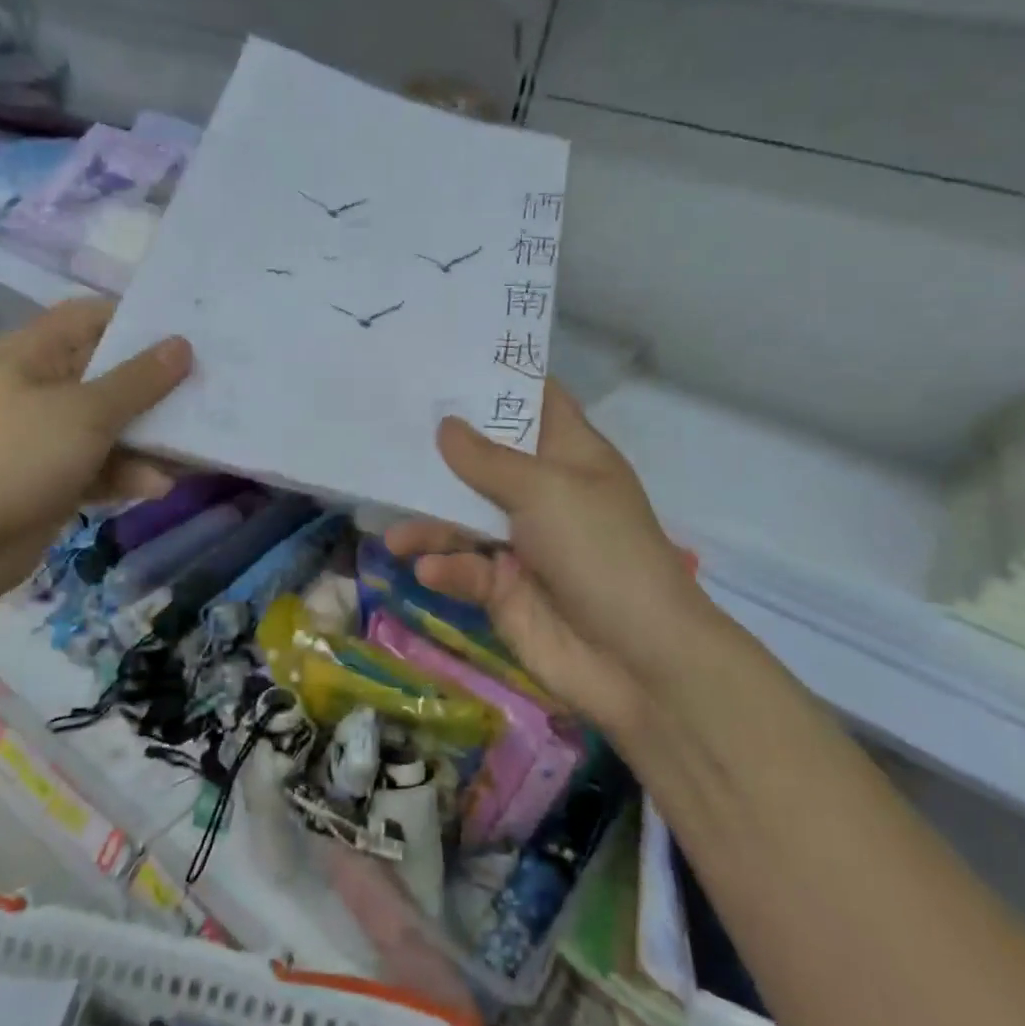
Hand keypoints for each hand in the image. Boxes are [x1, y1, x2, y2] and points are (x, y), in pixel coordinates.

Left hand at [0, 298, 191, 611]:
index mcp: (34, 354)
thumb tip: (182, 345)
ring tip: (198, 445)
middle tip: (212, 387)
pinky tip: (159, 486)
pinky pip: (100, 467)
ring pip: (110, 426)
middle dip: (157, 384)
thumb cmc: (13, 457)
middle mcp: (39, 388)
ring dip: (150, 437)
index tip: (190, 331)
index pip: (92, 317)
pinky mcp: (52, 481)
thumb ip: (139, 381)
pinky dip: (127, 474)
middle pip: (109, 374)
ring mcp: (44, 438)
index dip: (139, 320)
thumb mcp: (85, 412)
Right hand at [385, 381, 719, 738]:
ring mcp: (523, 543)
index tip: (442, 364)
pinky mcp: (505, 589)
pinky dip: (448, 568)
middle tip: (386, 438)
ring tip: (394, 535)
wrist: (637, 660)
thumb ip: (487, 460)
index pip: (534, 403)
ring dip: (429, 525)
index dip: (494, 383)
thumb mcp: (546, 491)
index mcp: (569, 456)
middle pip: (484, 460)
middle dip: (439, 454)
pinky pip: (466, 568)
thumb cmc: (600, 551)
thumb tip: (445, 425)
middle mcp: (543, 493)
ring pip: (463, 519)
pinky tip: (430, 571)